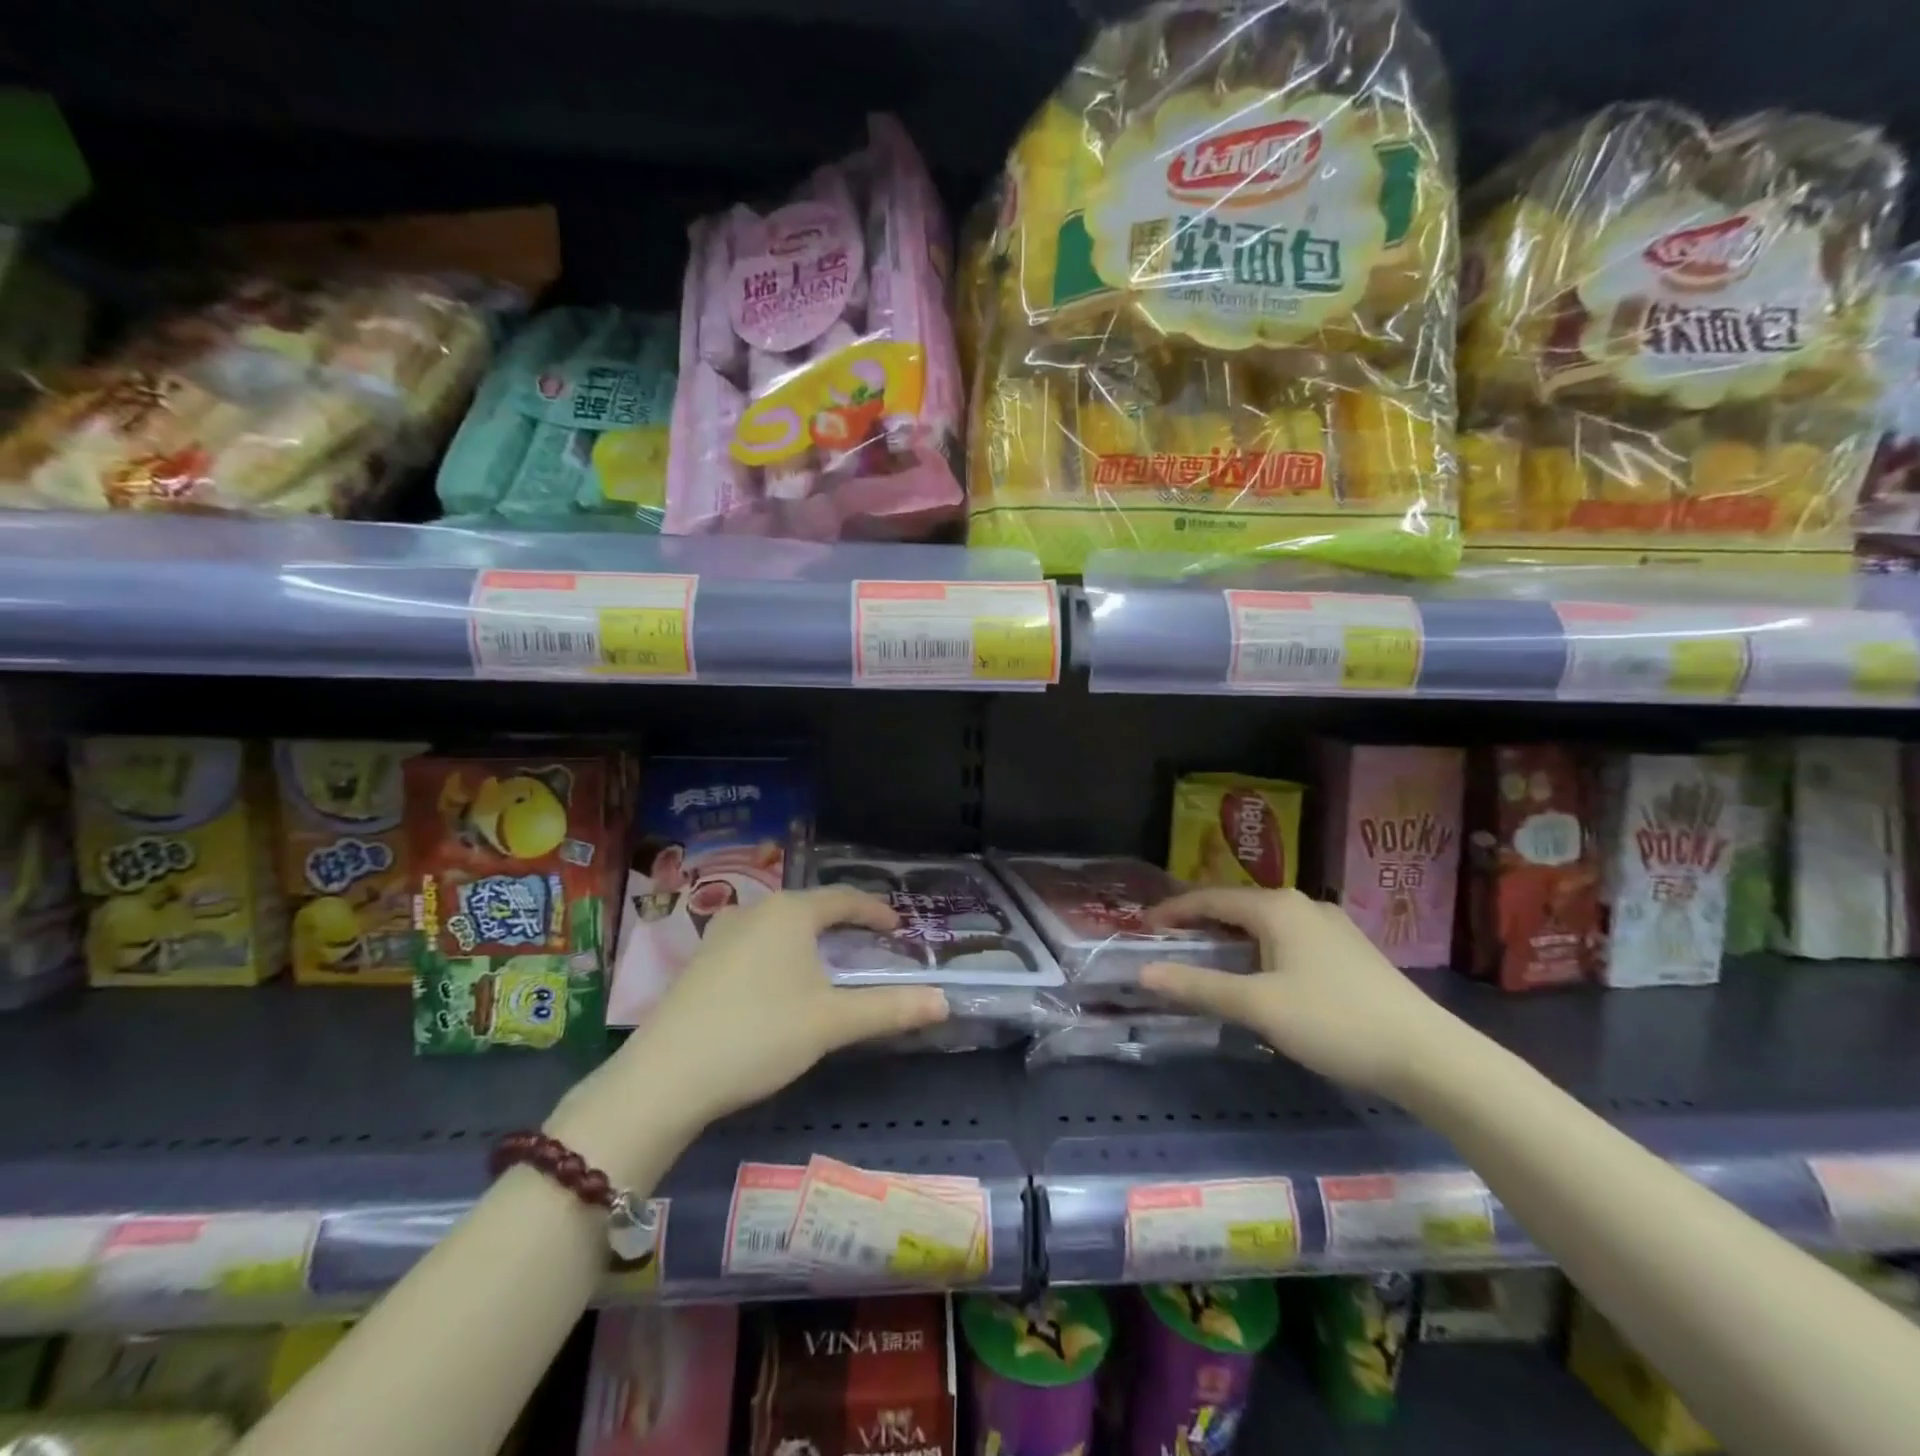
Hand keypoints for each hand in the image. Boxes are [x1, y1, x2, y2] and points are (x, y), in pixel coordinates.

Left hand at [556, 888, 948, 1173]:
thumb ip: (890, 1009)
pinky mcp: (700, 962)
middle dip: (843, 923)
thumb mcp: (831, 1022)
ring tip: (829, 961)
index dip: (875, 910)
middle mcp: (754, 911)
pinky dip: (780, 953)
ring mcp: (720, 934)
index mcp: (789, 912)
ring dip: (809, 939)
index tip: (899, 926)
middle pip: (810, 908)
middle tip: (870, 943)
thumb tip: (944, 1001)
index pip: (844, 899)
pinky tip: (780, 983)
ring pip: (779, 926)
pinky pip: (754, 943)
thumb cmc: (759, 1035)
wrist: (665, 1076)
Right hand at [1139, 887, 1457, 1099]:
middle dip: (1201, 922)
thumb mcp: (1258, 1006)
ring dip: (1232, 936)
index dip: (1174, 911)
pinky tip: (1261, 974)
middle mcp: (1303, 905)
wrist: (1429, 1056)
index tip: (1144, 928)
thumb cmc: (1334, 1022)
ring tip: (1208, 958)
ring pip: (1265, 923)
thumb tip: (1144, 973)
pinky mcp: (1350, 951)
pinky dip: (1260, 948)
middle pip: (1238, 906)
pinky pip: (1289, 938)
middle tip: (1171, 944)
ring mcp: (1331, 927)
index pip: (1210, 898)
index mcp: (1276, 907)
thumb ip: (1200, 987)